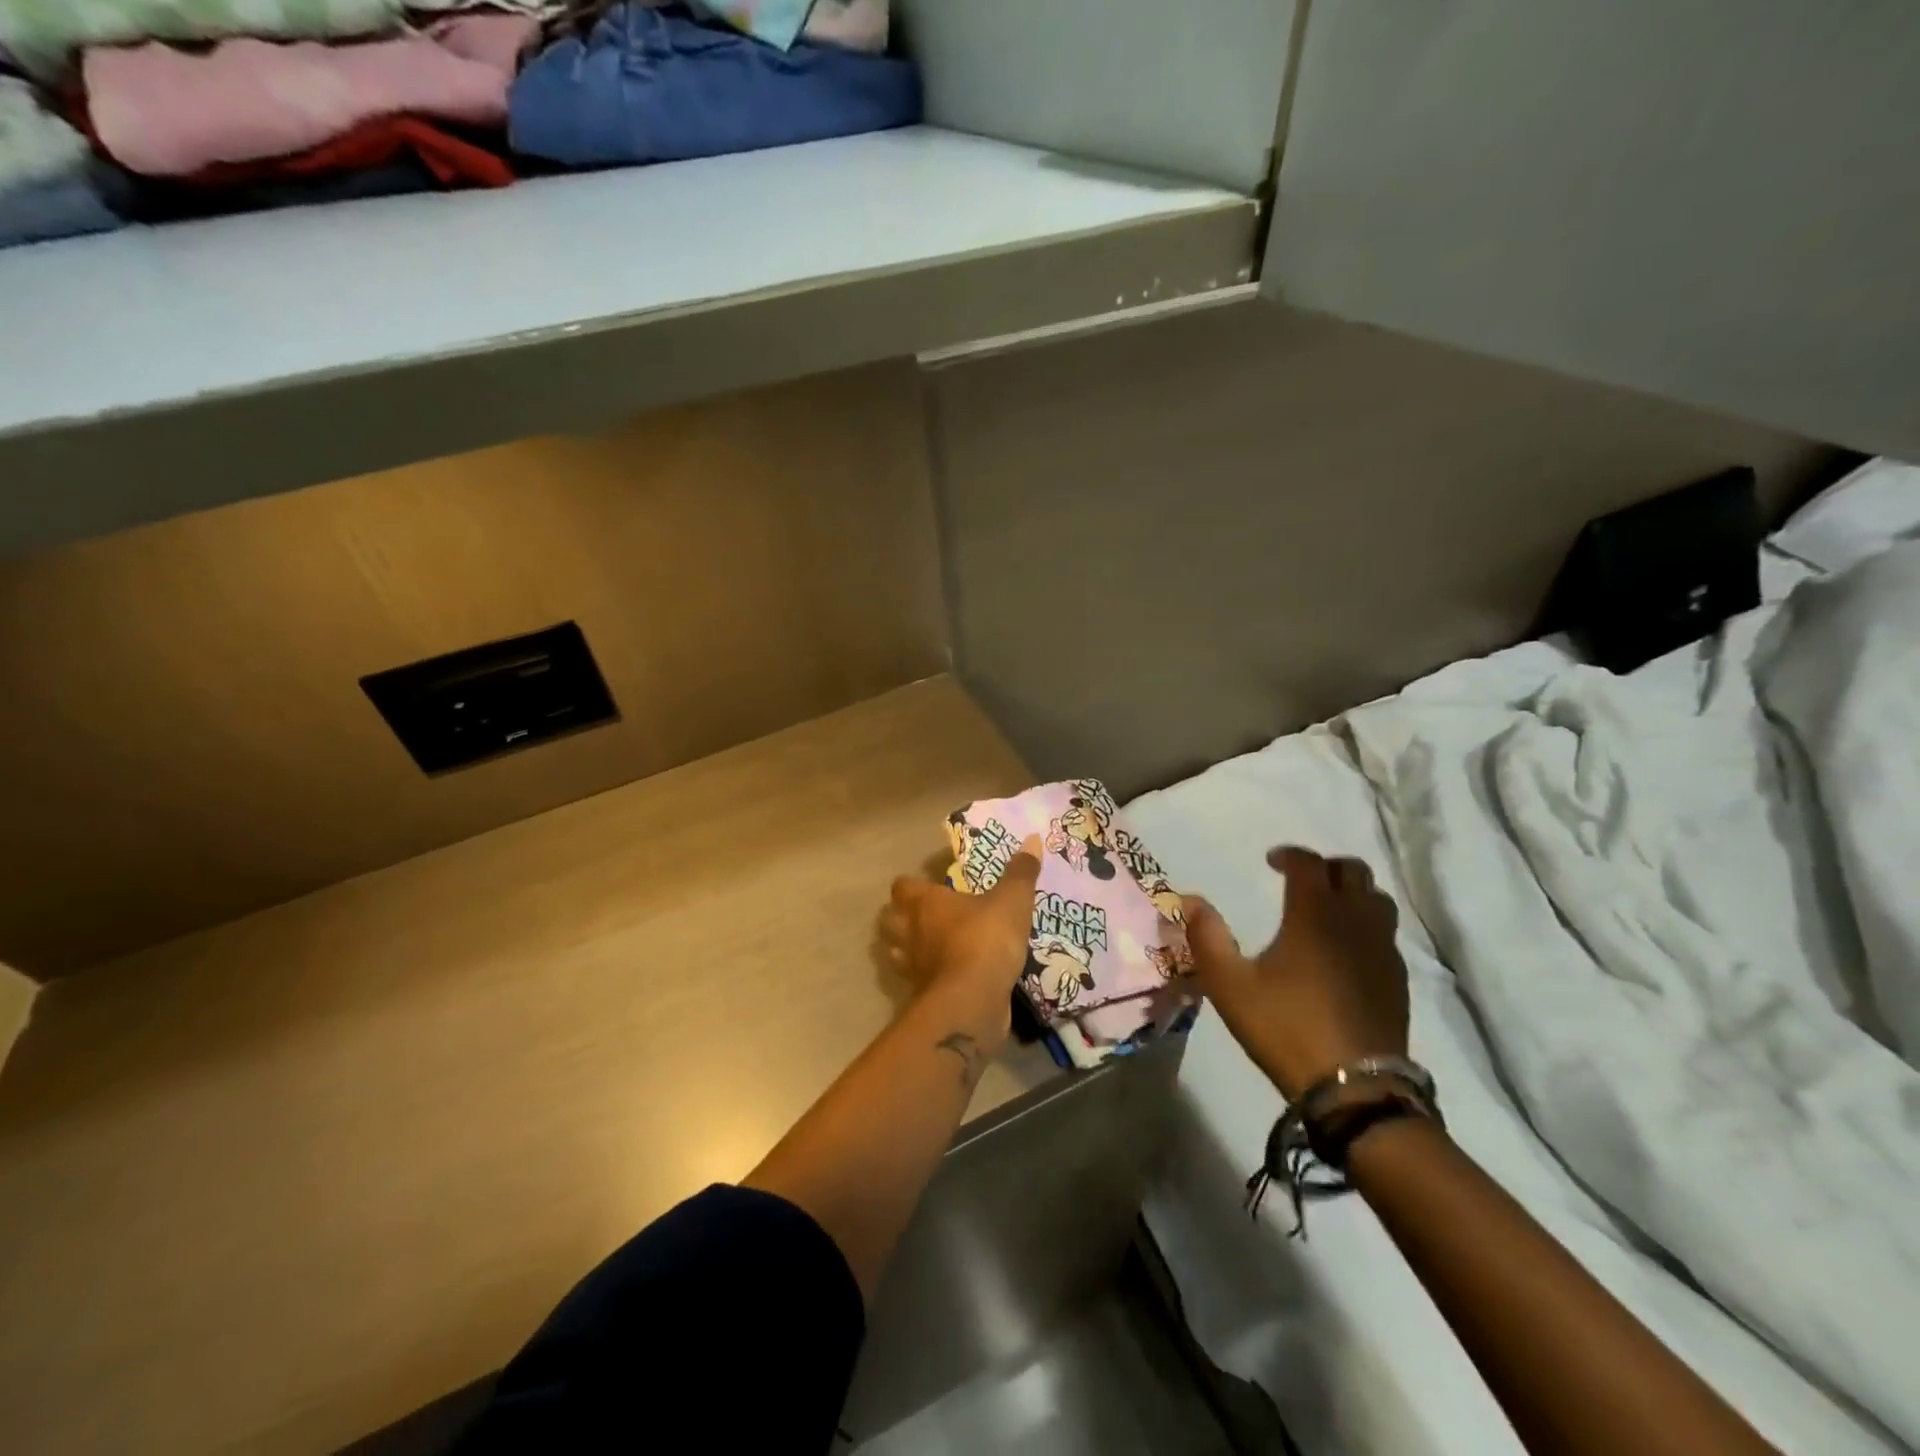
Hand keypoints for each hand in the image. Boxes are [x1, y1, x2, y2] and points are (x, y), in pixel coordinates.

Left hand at [882, 836, 1041, 1051]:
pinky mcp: (922, 996)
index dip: (912, 885)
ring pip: (897, 951)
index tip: (930, 886)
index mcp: (925, 902)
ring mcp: (912, 966)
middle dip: (902, 917)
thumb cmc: (986, 940)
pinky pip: (917, 981)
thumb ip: (1021, 872)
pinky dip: (927, 977)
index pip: (902, 886)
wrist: (972, 1002)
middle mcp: (911, 931)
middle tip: (926, 916)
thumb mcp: (1012, 901)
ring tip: (931, 945)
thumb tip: (1032, 839)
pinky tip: (947, 975)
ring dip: (909, 947)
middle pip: (890, 919)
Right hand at [1183, 847, 1408, 1101]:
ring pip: (1377, 899)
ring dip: (1352, 893)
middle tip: (1300, 880)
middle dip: (1326, 867)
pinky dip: (1366, 925)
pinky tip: (1346, 950)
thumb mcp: (1229, 984)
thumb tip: (1189, 899)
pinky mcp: (1398, 978)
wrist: (1355, 1088)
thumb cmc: (1285, 1027)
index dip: (1290, 855)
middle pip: (1353, 871)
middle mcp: (1355, 922)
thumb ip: (1206, 936)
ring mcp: (1383, 950)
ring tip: (1327, 909)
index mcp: (1314, 915)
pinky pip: (1386, 933)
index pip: (1310, 864)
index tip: (1271, 862)